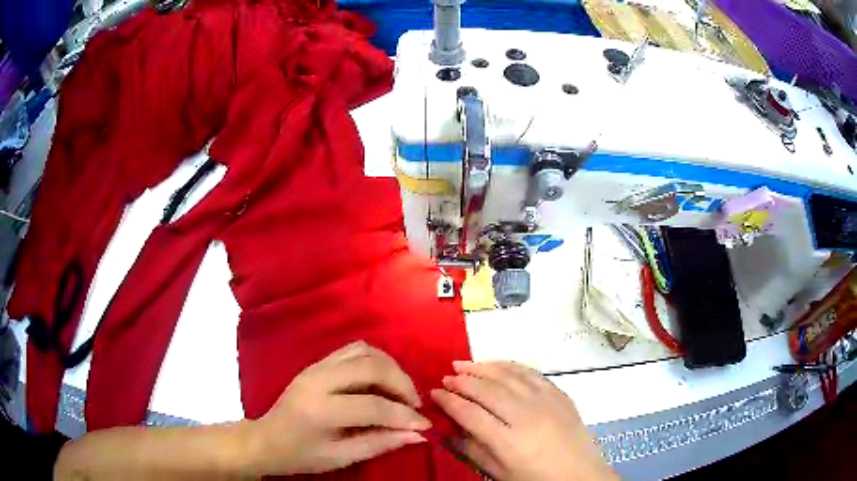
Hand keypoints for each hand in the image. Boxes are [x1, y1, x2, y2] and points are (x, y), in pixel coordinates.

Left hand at [244, 341, 430, 474]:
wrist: (266, 439)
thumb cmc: (301, 455)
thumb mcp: (341, 457)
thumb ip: (380, 443)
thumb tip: (418, 434)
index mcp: (320, 410)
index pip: (373, 406)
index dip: (404, 416)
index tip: (425, 424)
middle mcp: (318, 380)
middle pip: (371, 367)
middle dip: (402, 384)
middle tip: (414, 404)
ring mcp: (316, 366)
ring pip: (364, 350)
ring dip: (390, 367)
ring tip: (401, 391)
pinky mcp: (317, 363)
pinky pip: (353, 350)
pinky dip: (375, 360)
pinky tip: (382, 379)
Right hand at [431, 361, 615, 480]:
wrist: (579, 475)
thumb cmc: (535, 479)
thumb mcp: (498, 473)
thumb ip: (471, 449)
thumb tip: (447, 428)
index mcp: (508, 442)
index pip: (470, 413)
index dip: (449, 401)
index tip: (434, 393)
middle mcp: (527, 416)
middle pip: (488, 390)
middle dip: (462, 380)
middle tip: (446, 376)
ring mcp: (546, 401)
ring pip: (508, 376)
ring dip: (483, 367)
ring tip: (464, 364)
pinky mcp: (560, 394)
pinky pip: (531, 373)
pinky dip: (510, 366)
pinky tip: (497, 365)